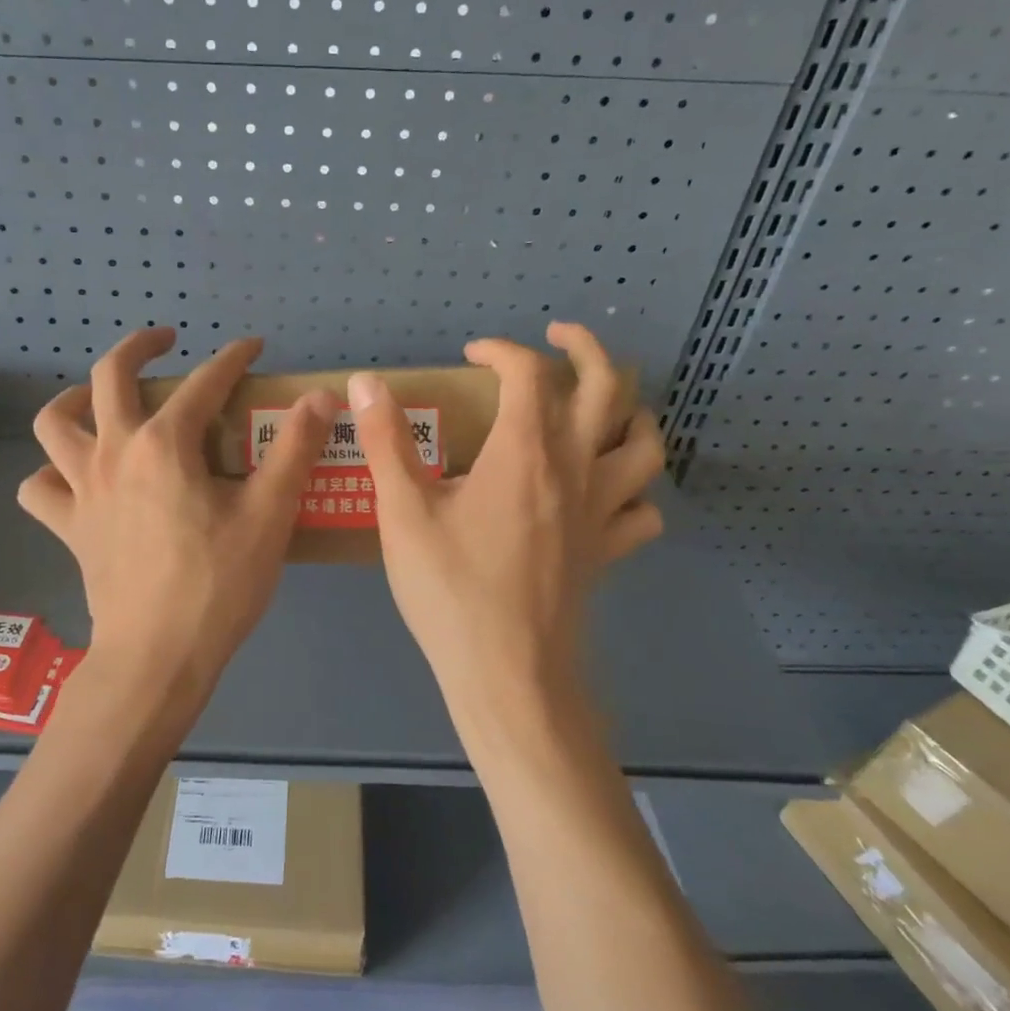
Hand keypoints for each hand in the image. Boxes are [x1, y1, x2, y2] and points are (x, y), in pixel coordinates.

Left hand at [18, 328, 335, 732]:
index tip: (253, 348)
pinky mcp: (69, 527)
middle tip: (166, 342)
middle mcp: (115, 453)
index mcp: (165, 444)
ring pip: (54, 424)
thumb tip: (321, 397)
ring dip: (75, 400)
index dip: (233, 357)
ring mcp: (82, 490)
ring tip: (100, 400)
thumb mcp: (270, 515)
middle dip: (140, 346)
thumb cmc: (218, 585)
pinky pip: (40, 489)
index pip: (204, 382)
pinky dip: (50, 475)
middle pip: (110, 376)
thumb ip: (295, 449)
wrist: (157, 657)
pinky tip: (74, 478)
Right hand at [349, 323, 665, 752]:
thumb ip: (385, 442)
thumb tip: (365, 382)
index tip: (472, 355)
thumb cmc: (450, 590)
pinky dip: (634, 488)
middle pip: (608, 388)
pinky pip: (642, 509)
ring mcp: (601, 512)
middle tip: (559, 337)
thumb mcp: (403, 513)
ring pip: (644, 443)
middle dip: (585, 348)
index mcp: (525, 452)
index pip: (528, 374)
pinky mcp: (608, 551)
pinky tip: (609, 491)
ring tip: (605, 402)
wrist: (507, 673)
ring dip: (631, 410)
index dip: (501, 351)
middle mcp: (575, 469)